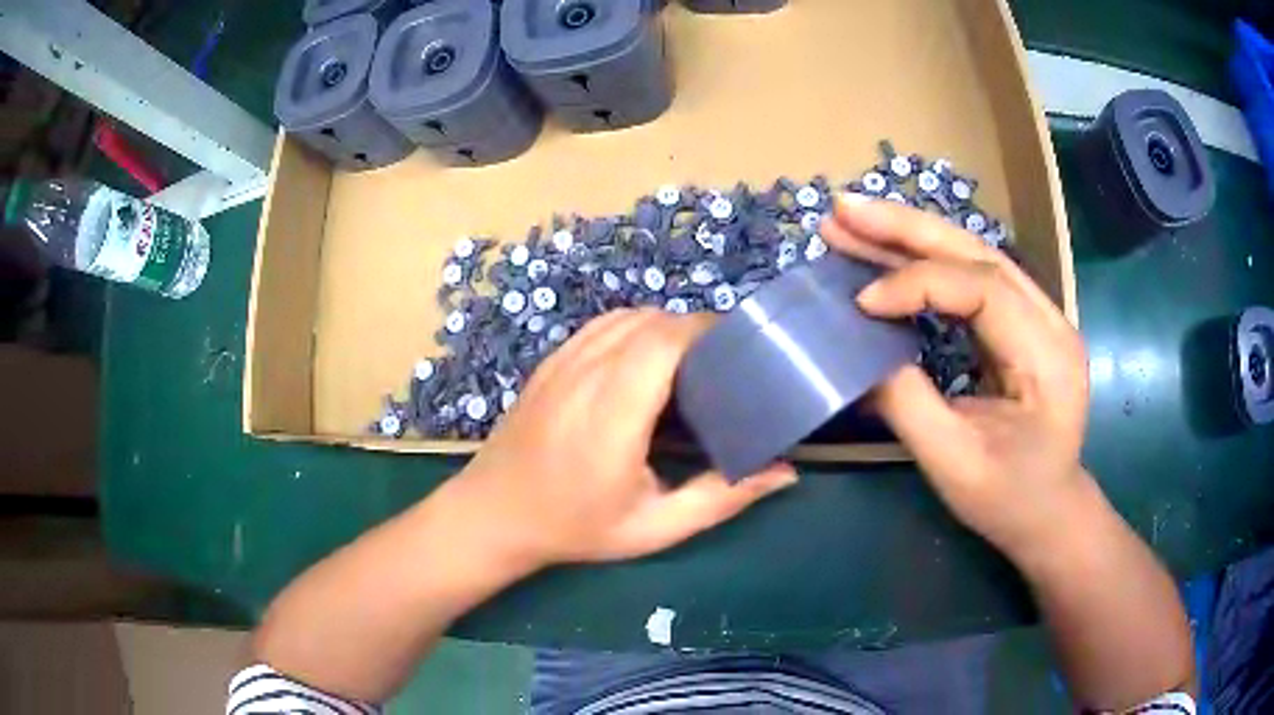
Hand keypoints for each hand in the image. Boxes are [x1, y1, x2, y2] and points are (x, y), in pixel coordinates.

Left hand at [451, 309, 797, 567]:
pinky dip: (632, 329)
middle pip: (648, 322)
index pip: (662, 342)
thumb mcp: (654, 528)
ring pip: (624, 317)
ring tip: (690, 360)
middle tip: (722, 362)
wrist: (494, 515)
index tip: (737, 350)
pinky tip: (646, 359)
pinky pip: (599, 326)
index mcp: (611, 415)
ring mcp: (560, 364)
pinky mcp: (548, 363)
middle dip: (693, 329)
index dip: (704, 332)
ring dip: (663, 327)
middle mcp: (583, 376)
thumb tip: (787, 473)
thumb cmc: (575, 527)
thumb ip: (721, 499)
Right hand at [820, 196, 1089, 557]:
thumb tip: (859, 353)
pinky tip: (886, 251)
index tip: (861, 303)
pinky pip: (971, 278)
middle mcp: (1049, 320)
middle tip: (843, 208)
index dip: (917, 284)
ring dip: (909, 234)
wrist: (1049, 513)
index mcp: (1047, 356)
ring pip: (972, 255)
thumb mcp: (954, 464)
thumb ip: (908, 404)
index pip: (982, 289)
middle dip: (906, 227)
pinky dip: (924, 261)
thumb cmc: (1008, 499)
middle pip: (977, 252)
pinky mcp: (1021, 324)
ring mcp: (1038, 317)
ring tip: (851, 219)